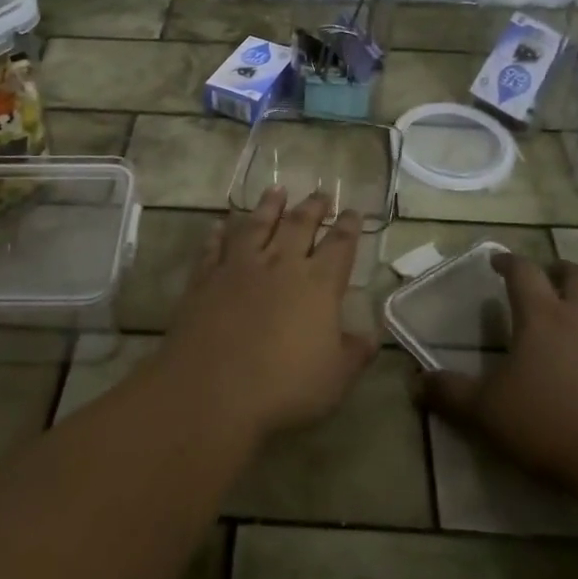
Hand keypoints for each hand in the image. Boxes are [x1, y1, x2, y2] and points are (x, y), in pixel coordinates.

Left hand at [156, 188, 376, 441]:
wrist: (212, 389)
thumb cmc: (284, 387)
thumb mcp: (335, 378)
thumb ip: (355, 353)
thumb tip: (371, 335)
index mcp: (318, 284)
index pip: (340, 245)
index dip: (348, 226)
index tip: (353, 211)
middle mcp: (281, 264)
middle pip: (300, 225)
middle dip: (313, 207)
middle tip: (321, 192)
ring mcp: (240, 267)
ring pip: (257, 224)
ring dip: (269, 206)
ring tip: (277, 189)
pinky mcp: (206, 277)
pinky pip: (215, 246)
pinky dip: (219, 232)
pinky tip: (221, 224)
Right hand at [419, 251, 577, 488]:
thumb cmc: (550, 425)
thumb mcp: (487, 412)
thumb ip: (451, 393)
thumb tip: (415, 381)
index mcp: (541, 315)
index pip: (523, 271)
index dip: (509, 261)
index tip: (498, 262)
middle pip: (574, 274)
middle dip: (557, 270)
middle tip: (546, 279)